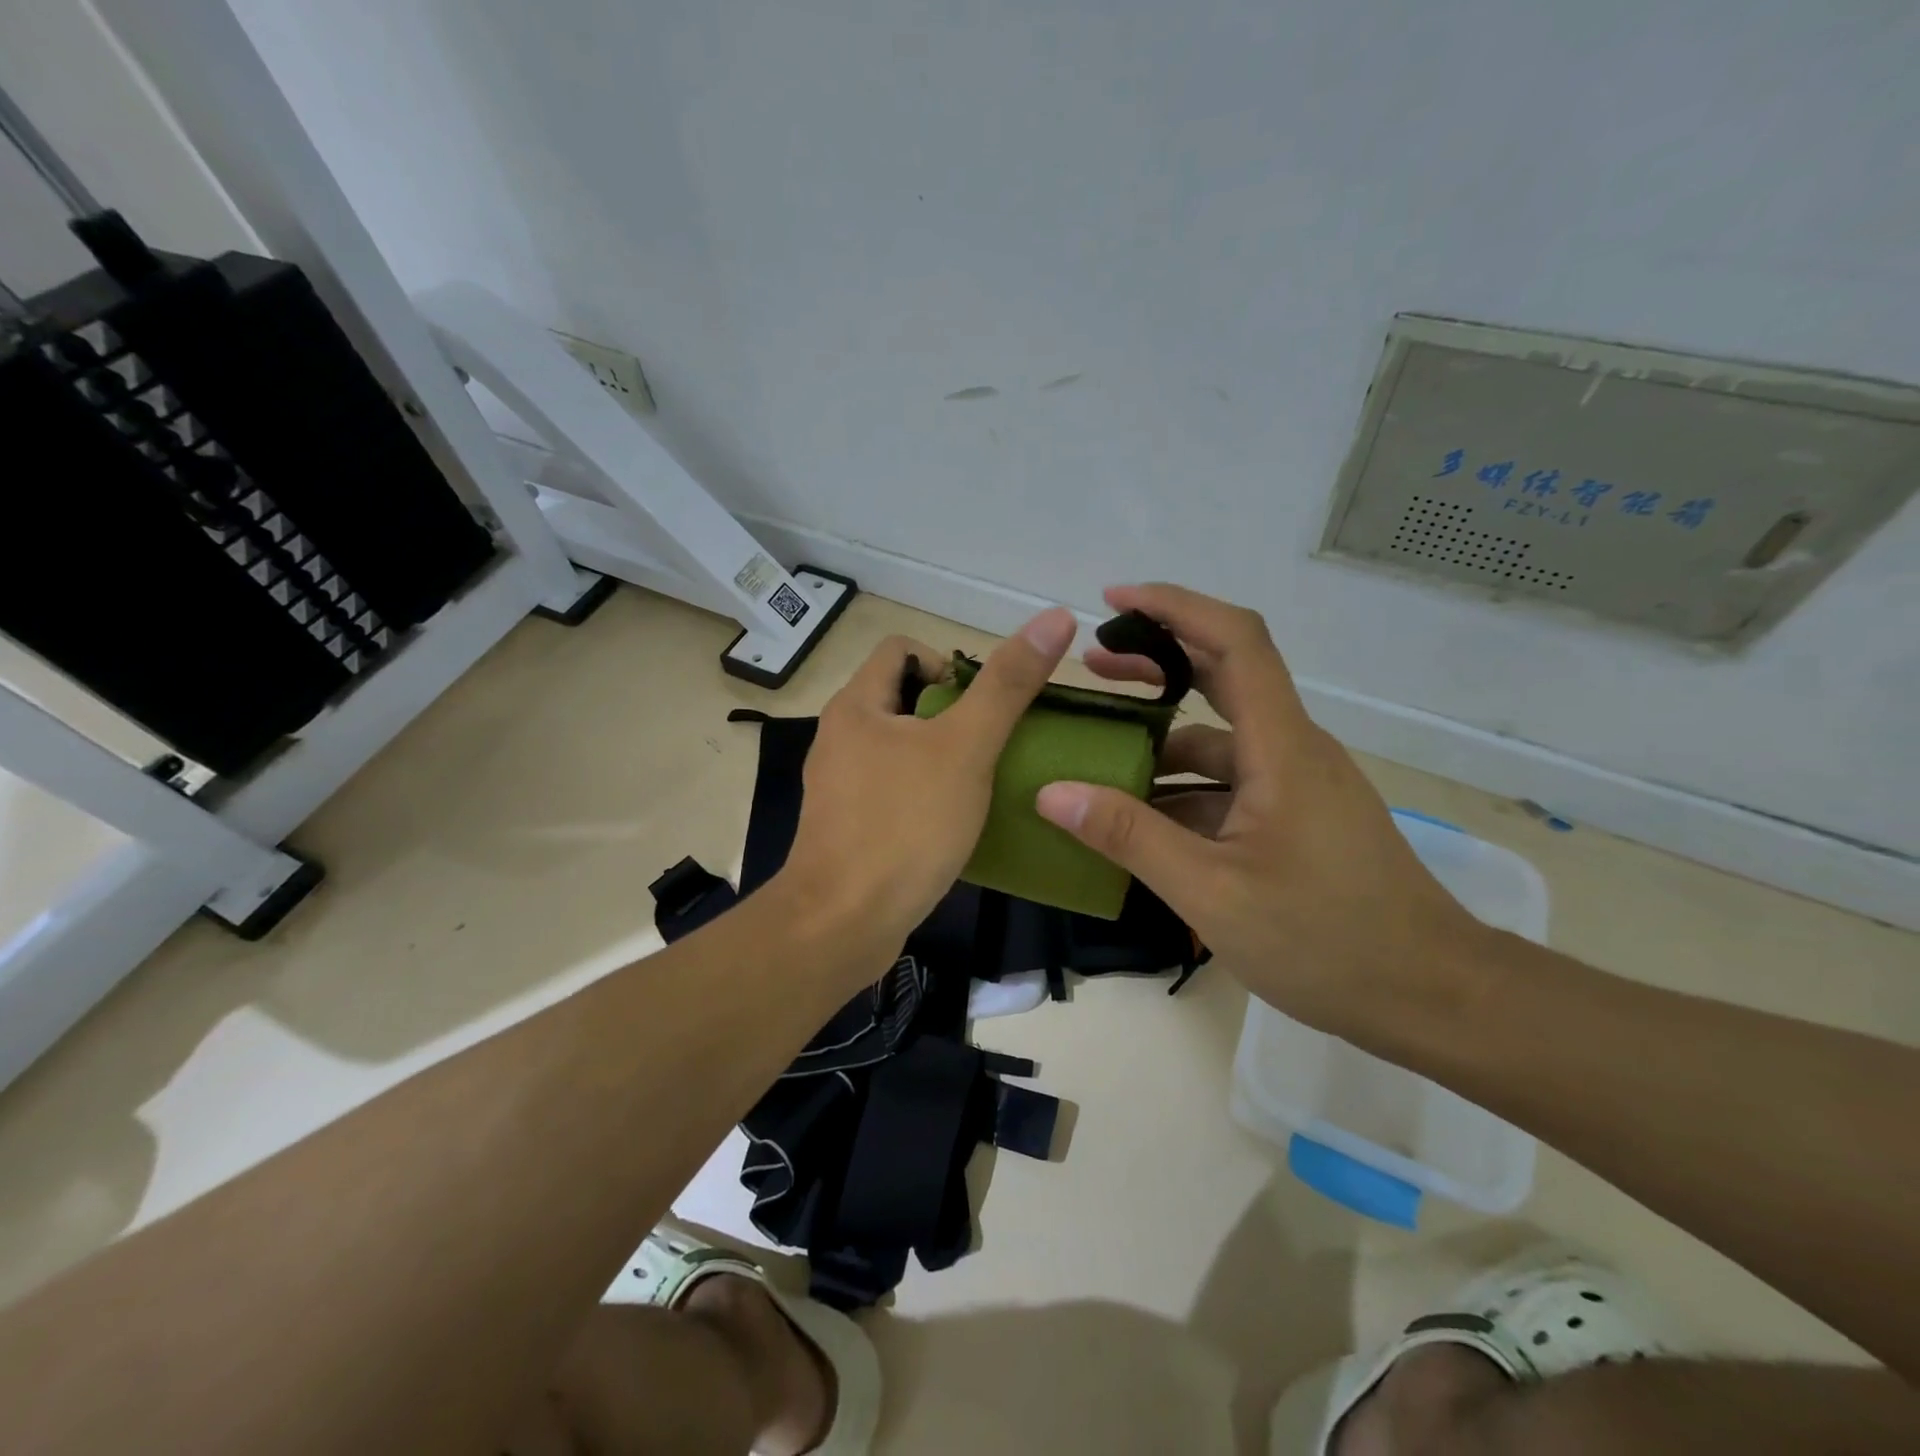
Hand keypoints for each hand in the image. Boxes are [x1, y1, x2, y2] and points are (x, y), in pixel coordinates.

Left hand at [777, 608, 1077, 969]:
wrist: (843, 923)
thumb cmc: (905, 825)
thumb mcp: (966, 747)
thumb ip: (1007, 685)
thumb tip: (1055, 616)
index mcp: (857, 705)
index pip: (902, 649)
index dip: (947, 663)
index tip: (981, 704)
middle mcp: (840, 737)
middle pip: (903, 698)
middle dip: (951, 714)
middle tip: (990, 746)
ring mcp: (840, 785)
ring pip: (899, 748)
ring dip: (940, 755)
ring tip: (980, 782)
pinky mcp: (847, 827)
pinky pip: (892, 790)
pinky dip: (924, 793)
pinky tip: (953, 822)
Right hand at [1036, 584, 1486, 1037]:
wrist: (1431, 995)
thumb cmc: (1326, 939)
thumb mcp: (1211, 891)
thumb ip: (1129, 837)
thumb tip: (1052, 792)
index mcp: (1281, 747)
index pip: (1234, 641)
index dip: (1174, 607)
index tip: (1114, 601)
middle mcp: (1293, 749)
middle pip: (1224, 676)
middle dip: (1155, 664)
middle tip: (1091, 671)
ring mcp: (1298, 785)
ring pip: (1221, 742)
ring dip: (1162, 743)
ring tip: (1099, 762)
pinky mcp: (1298, 817)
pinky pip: (1230, 784)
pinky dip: (1184, 790)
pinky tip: (1144, 821)